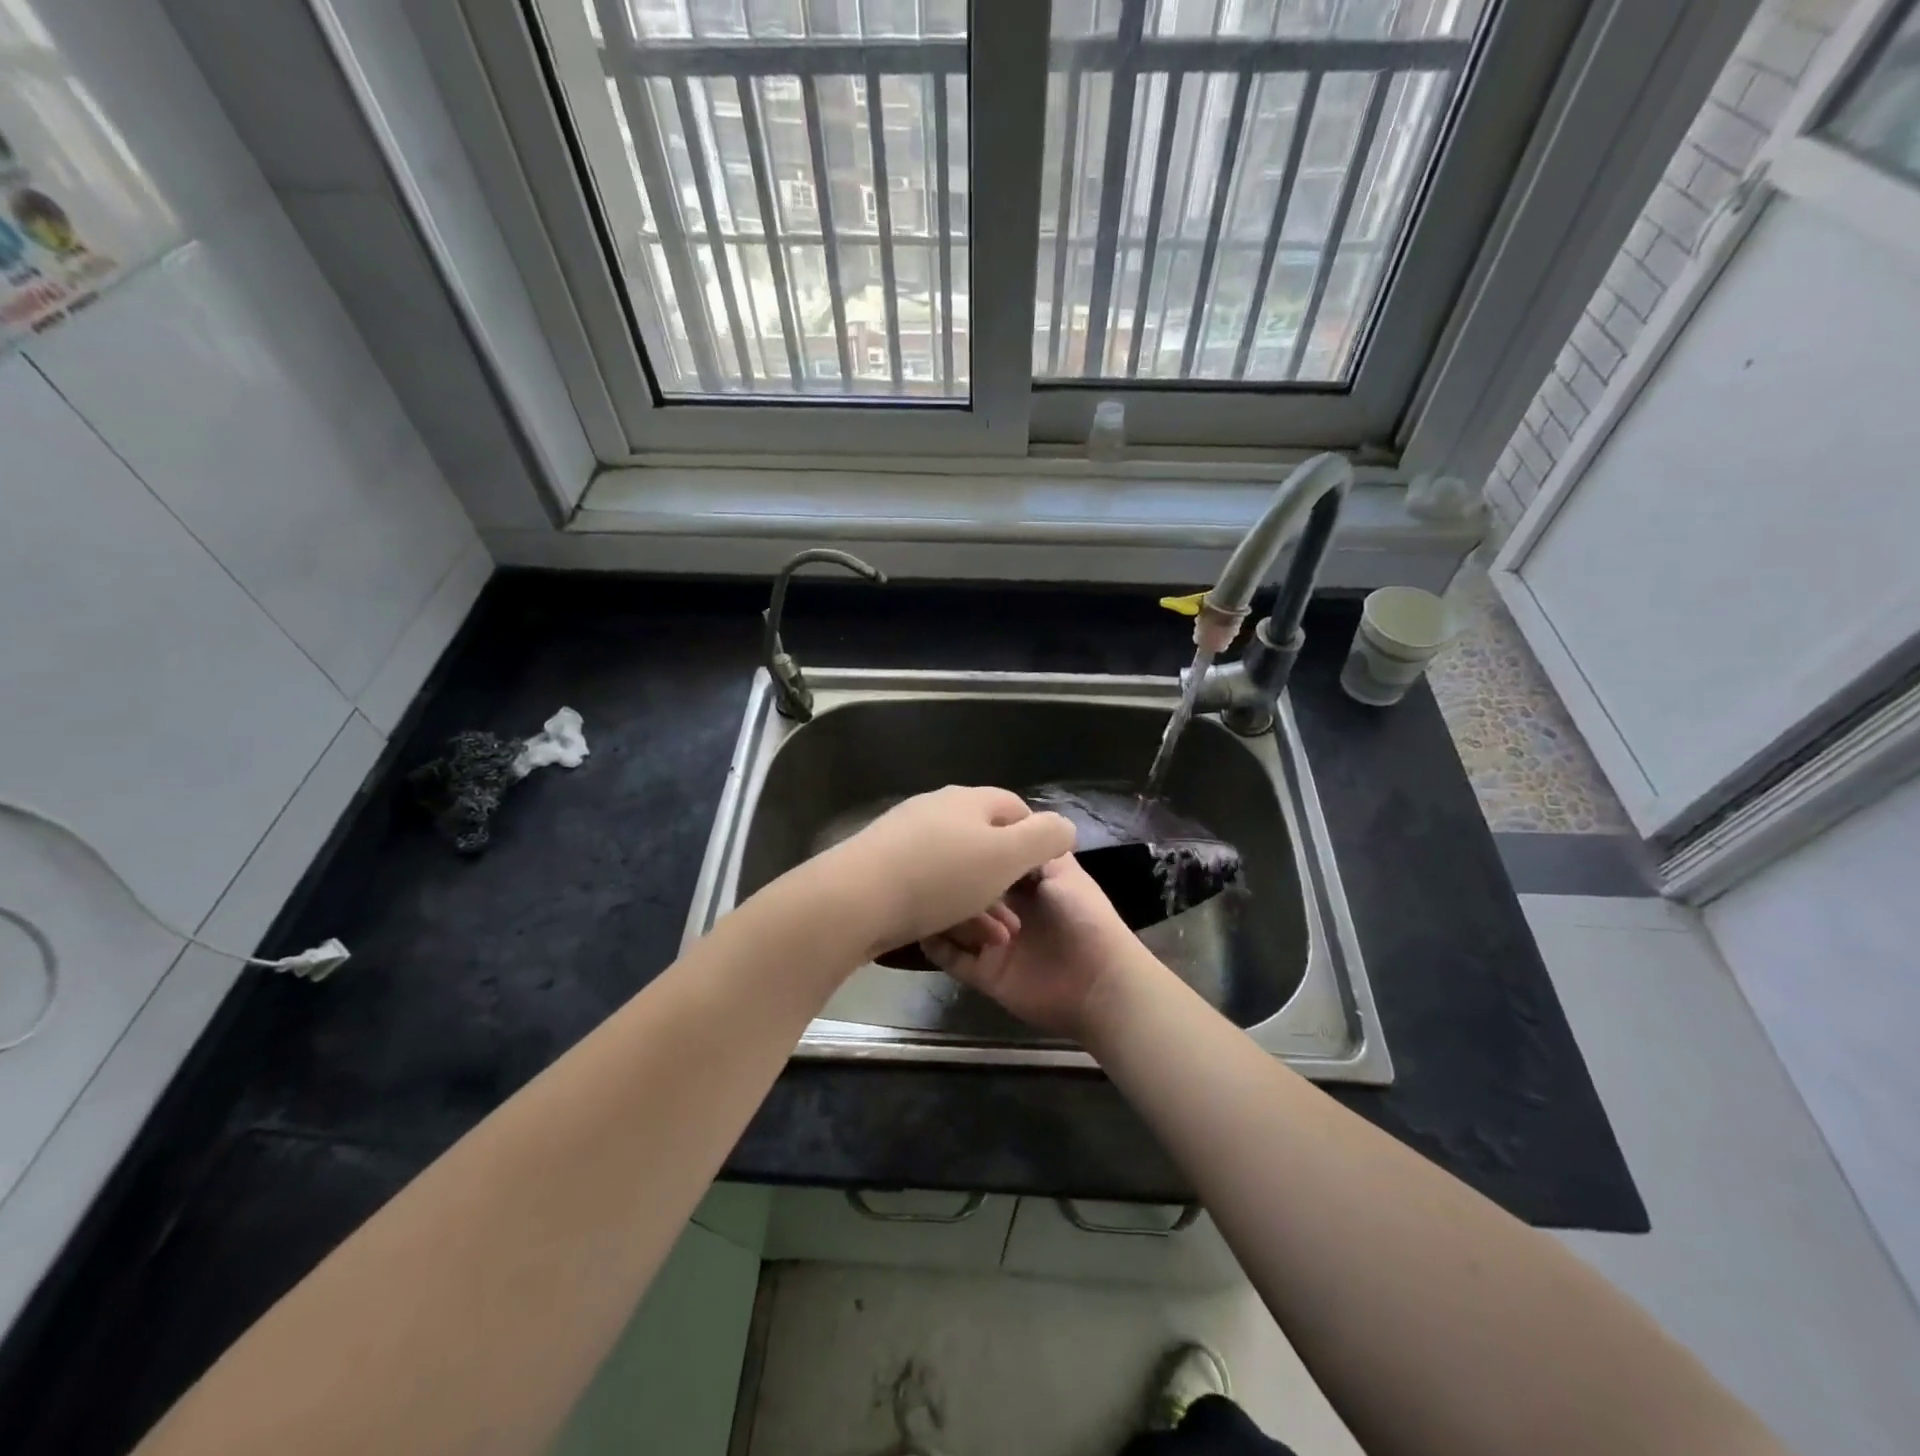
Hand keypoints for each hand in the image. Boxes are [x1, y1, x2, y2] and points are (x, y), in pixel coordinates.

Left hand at [816, 786, 1075, 961]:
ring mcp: (905, 836)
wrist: (853, 898)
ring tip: (998, 936)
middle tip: (1021, 915)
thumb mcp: (1007, 856)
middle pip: (985, 838)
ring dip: (982, 899)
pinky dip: (949, 904)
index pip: (1015, 807)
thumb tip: (1064, 826)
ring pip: (958, 866)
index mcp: (969, 801)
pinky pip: (929, 882)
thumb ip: (1045, 838)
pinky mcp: (883, 865)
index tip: (1045, 874)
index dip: (1037, 837)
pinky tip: (955, 932)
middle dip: (1007, 877)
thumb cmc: (940, 875)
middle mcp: (936, 809)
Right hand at [920, 853, 1138, 1039]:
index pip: (990, 863)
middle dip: (952, 882)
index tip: (946, 835)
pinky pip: (952, 959)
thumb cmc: (1083, 917)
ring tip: (928, 898)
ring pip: (955, 924)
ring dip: (943, 912)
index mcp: (1026, 885)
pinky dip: (936, 945)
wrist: (1099, 982)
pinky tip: (923, 927)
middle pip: (968, 893)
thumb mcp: (1062, 870)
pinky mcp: (985, 974)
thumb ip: (1033, 848)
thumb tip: (1005, 824)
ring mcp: (993, 944)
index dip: (973, 851)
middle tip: (930, 869)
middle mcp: (1007, 912)